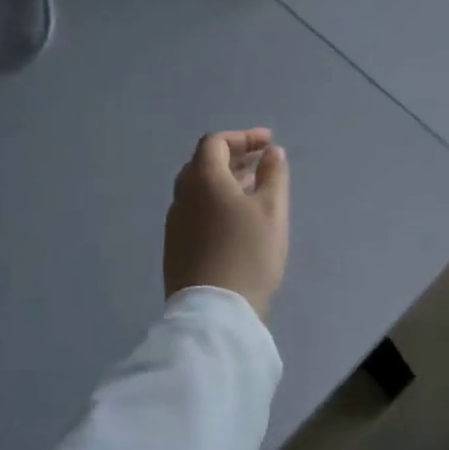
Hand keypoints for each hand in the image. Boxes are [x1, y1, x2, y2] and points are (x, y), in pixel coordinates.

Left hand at [163, 129, 290, 317]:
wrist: (214, 312)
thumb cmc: (248, 252)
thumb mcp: (272, 210)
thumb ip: (273, 174)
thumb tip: (272, 152)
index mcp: (203, 179)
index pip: (215, 143)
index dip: (242, 137)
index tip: (268, 143)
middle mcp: (182, 195)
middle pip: (203, 163)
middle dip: (233, 157)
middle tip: (261, 162)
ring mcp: (175, 223)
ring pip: (198, 189)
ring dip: (225, 181)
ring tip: (253, 189)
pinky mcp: (175, 247)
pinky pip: (195, 210)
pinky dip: (215, 202)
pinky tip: (236, 219)